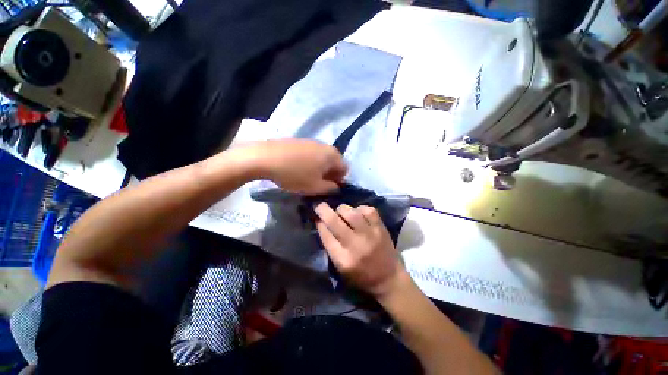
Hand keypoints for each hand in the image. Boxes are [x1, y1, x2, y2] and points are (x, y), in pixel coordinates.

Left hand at [249, 139, 346, 194]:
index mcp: (332, 155)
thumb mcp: (315, 187)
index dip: (339, 180)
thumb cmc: (295, 174)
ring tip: (307, 176)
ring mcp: (311, 141)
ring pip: (322, 158)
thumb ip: (331, 189)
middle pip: (333, 162)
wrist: (266, 157)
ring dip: (319, 168)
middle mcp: (325, 145)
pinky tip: (297, 168)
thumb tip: (336, 187)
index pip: (345, 169)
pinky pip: (311, 153)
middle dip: (329, 174)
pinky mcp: (299, 141)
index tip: (328, 188)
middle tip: (318, 184)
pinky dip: (309, 162)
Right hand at [315, 202, 406, 298]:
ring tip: (342, 212)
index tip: (316, 215)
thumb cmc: (361, 276)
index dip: (319, 222)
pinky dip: (360, 208)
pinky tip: (358, 213)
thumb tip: (321, 223)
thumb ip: (330, 246)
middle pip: (334, 221)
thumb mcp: (340, 268)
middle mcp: (355, 245)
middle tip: (320, 205)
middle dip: (323, 210)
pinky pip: (367, 210)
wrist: (389, 279)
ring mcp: (369, 235)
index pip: (325, 235)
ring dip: (342, 209)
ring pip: (350, 212)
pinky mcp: (380, 228)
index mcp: (343, 259)